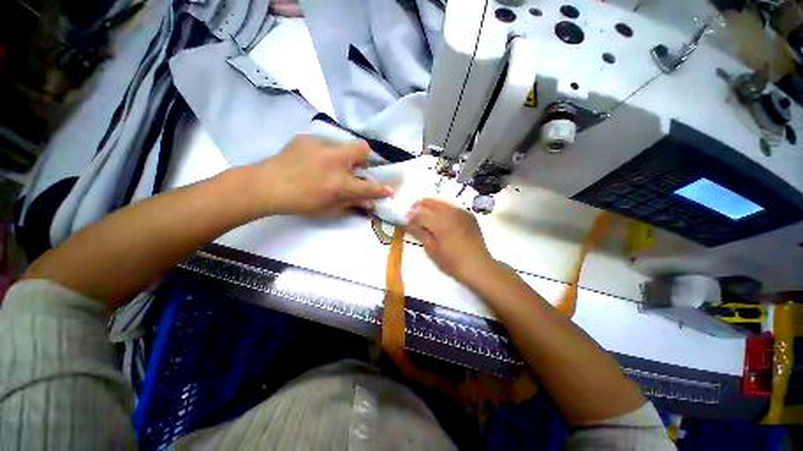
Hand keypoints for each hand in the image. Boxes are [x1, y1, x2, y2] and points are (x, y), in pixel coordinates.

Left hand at [257, 135, 392, 215]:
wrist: (266, 185)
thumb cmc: (299, 202)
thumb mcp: (328, 208)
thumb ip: (351, 203)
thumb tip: (369, 203)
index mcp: (339, 183)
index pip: (368, 186)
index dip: (381, 189)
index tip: (390, 189)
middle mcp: (335, 161)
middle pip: (363, 148)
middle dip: (367, 156)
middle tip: (357, 166)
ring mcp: (321, 146)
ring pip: (344, 143)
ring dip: (345, 155)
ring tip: (331, 165)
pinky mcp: (308, 138)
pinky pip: (326, 143)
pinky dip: (326, 153)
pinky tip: (314, 161)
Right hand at [408, 198, 495, 282]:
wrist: (478, 265)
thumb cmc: (452, 262)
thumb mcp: (432, 250)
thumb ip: (420, 234)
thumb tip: (409, 224)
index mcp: (440, 222)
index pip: (420, 214)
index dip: (410, 217)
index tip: (406, 222)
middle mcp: (450, 212)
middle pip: (430, 202)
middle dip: (419, 206)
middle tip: (413, 214)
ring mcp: (461, 212)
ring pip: (441, 203)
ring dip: (431, 206)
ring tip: (426, 216)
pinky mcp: (469, 215)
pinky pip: (452, 207)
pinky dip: (443, 210)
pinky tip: (442, 219)